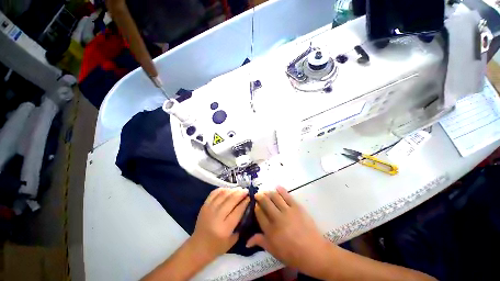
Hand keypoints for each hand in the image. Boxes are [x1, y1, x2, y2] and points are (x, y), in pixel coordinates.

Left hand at [189, 187, 249, 260]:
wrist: (198, 247)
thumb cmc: (217, 246)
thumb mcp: (233, 239)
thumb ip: (240, 223)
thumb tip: (245, 207)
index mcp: (224, 229)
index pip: (237, 211)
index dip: (245, 202)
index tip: (250, 197)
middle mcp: (216, 217)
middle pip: (231, 200)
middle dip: (240, 193)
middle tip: (246, 191)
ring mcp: (209, 209)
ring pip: (223, 194)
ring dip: (233, 190)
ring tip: (239, 189)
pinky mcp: (204, 206)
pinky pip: (214, 193)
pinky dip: (222, 189)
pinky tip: (228, 190)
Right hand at [246, 187, 333, 277]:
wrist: (313, 252)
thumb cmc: (292, 254)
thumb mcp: (274, 251)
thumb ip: (260, 242)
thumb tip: (247, 241)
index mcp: (270, 230)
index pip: (259, 214)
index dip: (256, 207)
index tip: (256, 204)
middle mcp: (277, 218)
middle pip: (265, 203)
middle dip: (260, 197)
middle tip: (258, 194)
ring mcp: (287, 211)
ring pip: (275, 197)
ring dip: (268, 192)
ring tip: (266, 191)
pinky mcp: (296, 207)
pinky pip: (287, 196)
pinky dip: (281, 190)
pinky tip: (277, 187)